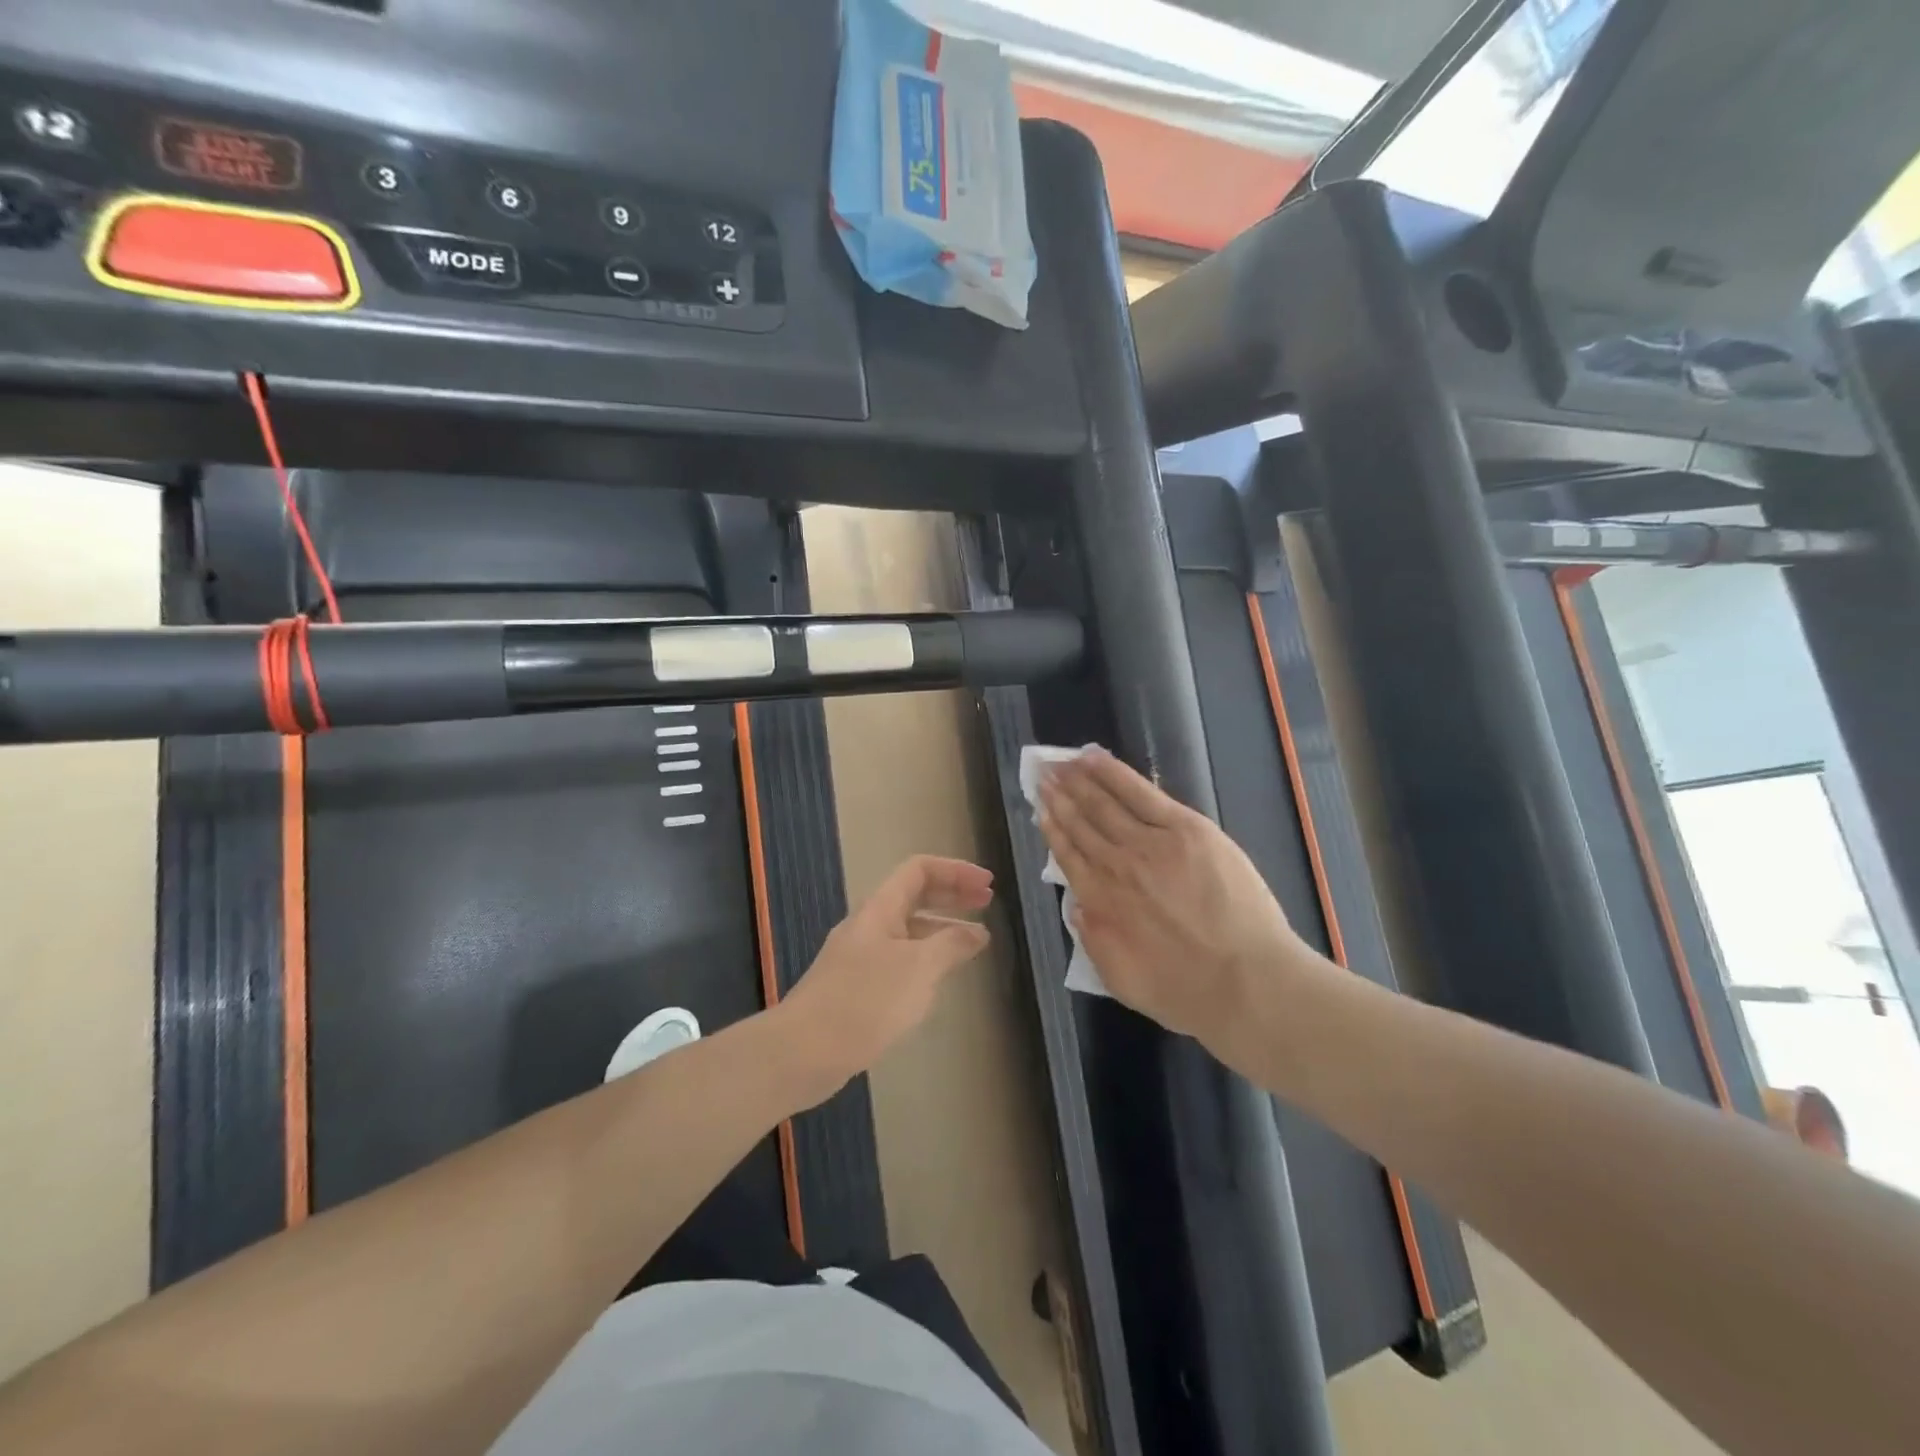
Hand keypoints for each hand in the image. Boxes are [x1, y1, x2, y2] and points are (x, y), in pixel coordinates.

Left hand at [777, 855, 993, 1099]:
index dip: (956, 871)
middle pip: (914, 895)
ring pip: (908, 930)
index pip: (919, 870)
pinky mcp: (857, 987)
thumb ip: (951, 945)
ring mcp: (860, 956)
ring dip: (941, 929)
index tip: (988, 885)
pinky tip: (939, 981)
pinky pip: (899, 959)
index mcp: (880, 908)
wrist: (803, 1052)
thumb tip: (977, 932)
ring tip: (974, 944)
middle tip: (987, 903)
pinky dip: (925, 959)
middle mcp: (869, 925)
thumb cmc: (865, 1001)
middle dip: (952, 895)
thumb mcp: (918, 969)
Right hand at [1038, 748, 1310, 1043]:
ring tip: (1061, 763)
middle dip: (1058, 796)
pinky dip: (1114, 774)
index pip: (1068, 855)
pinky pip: (1141, 793)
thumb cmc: (1185, 991)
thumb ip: (1093, 939)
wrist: (1246, 983)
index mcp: (1100, 901)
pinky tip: (1094, 759)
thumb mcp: (1121, 980)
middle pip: (1080, 823)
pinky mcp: (1185, 828)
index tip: (1040, 808)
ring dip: (1078, 780)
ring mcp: (1150, 842)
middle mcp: (1115, 866)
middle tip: (1042, 773)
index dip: (1052, 828)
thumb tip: (1077, 907)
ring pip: (1104, 803)